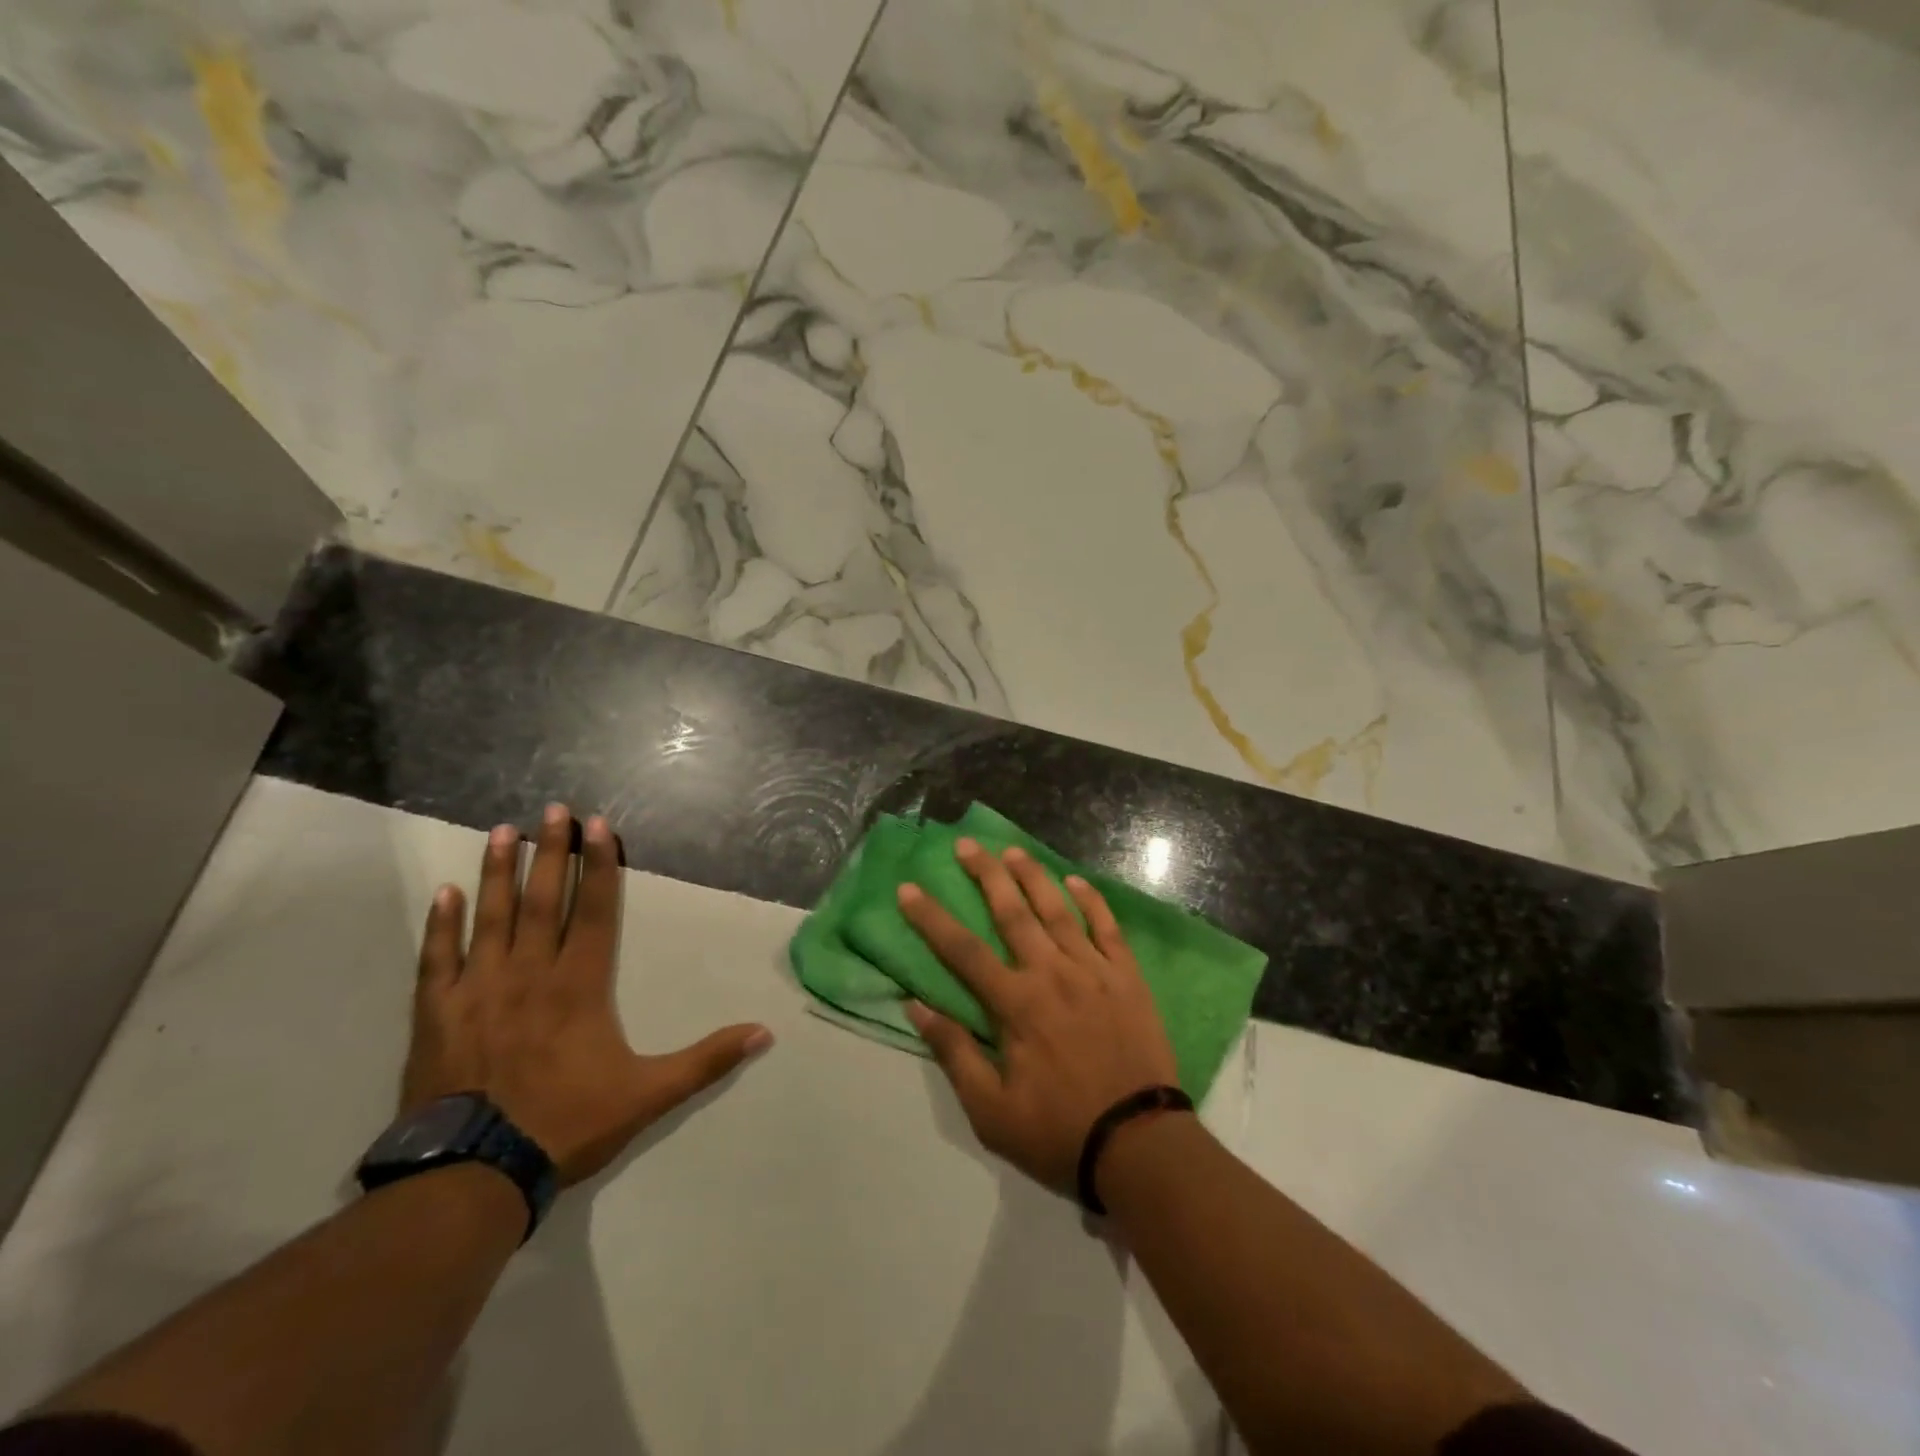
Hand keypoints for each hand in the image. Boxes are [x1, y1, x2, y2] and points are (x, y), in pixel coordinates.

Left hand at [403, 803, 773, 1185]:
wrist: (473, 1176)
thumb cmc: (567, 1124)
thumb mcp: (650, 1094)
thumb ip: (706, 1060)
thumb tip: (764, 1033)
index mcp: (579, 986)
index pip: (594, 912)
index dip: (600, 866)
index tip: (598, 825)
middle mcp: (529, 974)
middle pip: (543, 900)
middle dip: (551, 851)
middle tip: (552, 810)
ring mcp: (478, 991)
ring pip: (491, 918)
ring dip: (498, 873)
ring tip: (501, 831)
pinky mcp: (437, 1015)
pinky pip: (437, 960)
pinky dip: (441, 926)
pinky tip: (444, 894)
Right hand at [899, 838, 1180, 1197]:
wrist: (1140, 1144)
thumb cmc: (1059, 1130)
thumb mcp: (991, 1111)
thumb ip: (955, 1053)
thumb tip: (916, 1006)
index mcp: (1016, 1004)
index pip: (962, 950)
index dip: (931, 918)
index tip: (908, 888)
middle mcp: (1052, 973)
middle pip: (1012, 913)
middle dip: (986, 875)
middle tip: (967, 844)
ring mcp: (1094, 971)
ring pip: (1058, 910)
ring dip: (1033, 877)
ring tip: (1013, 850)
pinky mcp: (1127, 978)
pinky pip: (1108, 928)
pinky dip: (1092, 902)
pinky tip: (1077, 881)